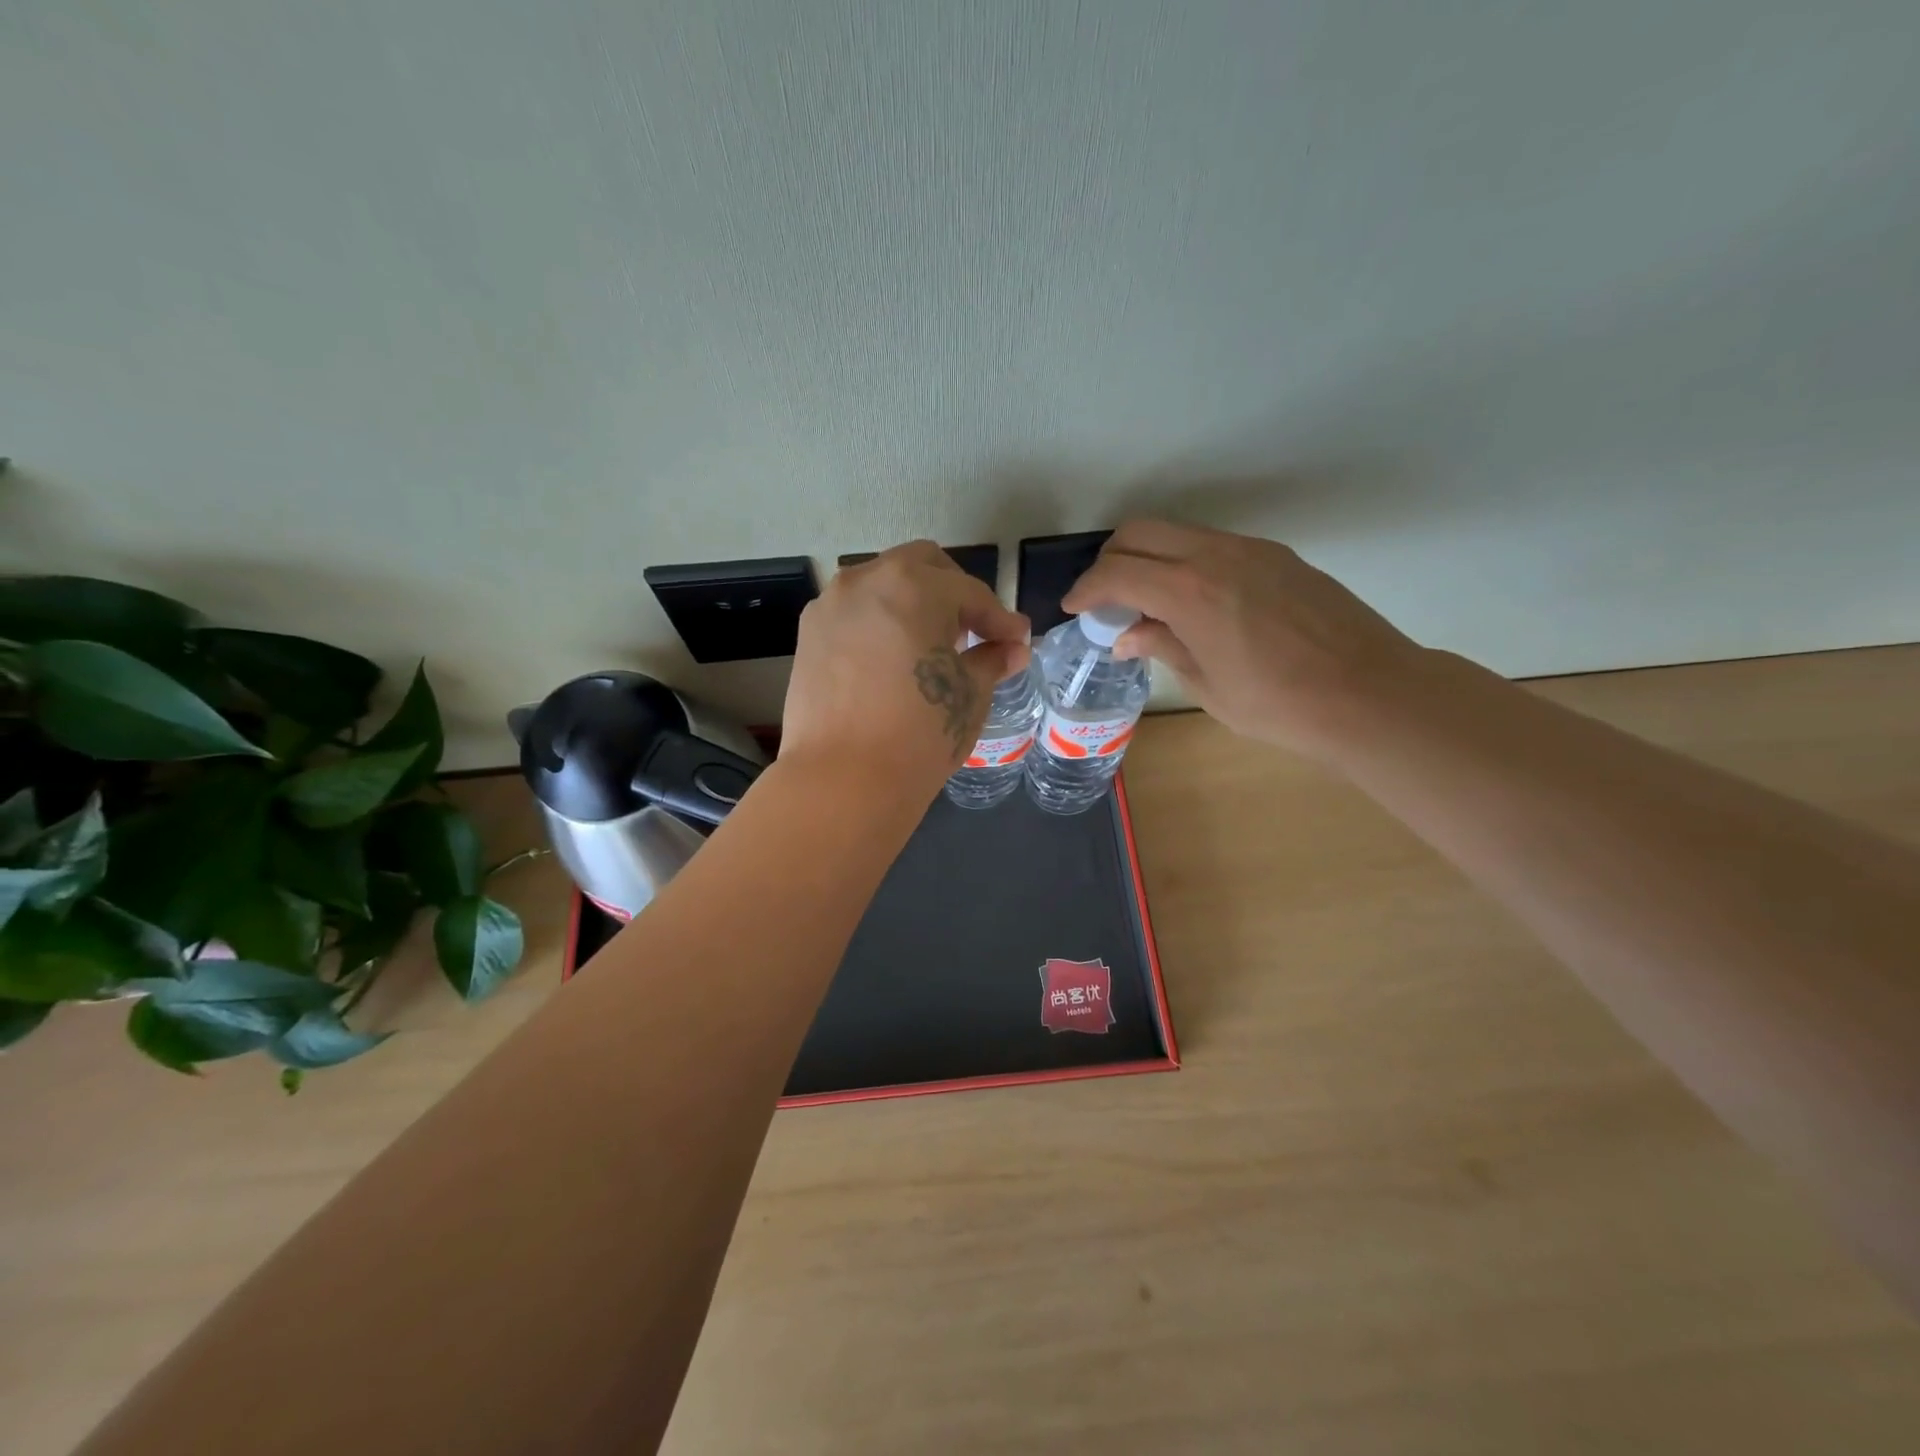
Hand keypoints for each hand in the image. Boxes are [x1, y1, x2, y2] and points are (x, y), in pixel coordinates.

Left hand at [781, 541, 1030, 794]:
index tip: (1017, 641)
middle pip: (921, 567)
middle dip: (954, 594)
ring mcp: (831, 605)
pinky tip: (893, 660)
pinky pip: (855, 614)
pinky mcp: (808, 635)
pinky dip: (880, 623)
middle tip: (973, 633)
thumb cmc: (920, 732)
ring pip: (882, 586)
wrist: (843, 780)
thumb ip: (992, 660)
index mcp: (914, 585)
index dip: (1000, 619)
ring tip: (931, 647)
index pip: (970, 593)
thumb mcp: (969, 694)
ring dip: (913, 604)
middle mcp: (866, 580)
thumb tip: (1012, 649)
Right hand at [1062, 520, 1422, 758]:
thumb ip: (1162, 647)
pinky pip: (1213, 545)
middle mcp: (1216, 555)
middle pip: (1141, 531)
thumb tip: (1127, 635)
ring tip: (1148, 601)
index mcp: (1190, 592)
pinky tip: (1195, 601)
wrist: (1370, 694)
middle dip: (1111, 560)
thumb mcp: (1206, 685)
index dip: (1086, 589)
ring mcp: (1251, 550)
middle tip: (1105, 598)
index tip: (1074, 608)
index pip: (1117, 572)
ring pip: (1179, 533)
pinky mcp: (1277, 556)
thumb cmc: (1279, 704)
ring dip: (1150, 557)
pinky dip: (1186, 562)